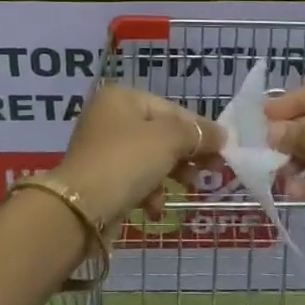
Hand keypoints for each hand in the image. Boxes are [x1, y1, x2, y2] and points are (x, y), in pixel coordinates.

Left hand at [55, 85, 224, 230]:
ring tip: (189, 189)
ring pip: (149, 157)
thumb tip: (221, 134)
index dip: (199, 128)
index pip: (171, 109)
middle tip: (211, 171)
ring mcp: (102, 147)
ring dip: (171, 174)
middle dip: (187, 153)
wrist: (80, 207)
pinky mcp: (99, 177)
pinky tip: (155, 207)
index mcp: (122, 97)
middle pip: (160, 132)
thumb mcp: (168, 140)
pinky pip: (133, 178)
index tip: (223, 149)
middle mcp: (109, 116)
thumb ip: (197, 134)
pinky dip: (148, 191)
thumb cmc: (126, 161)